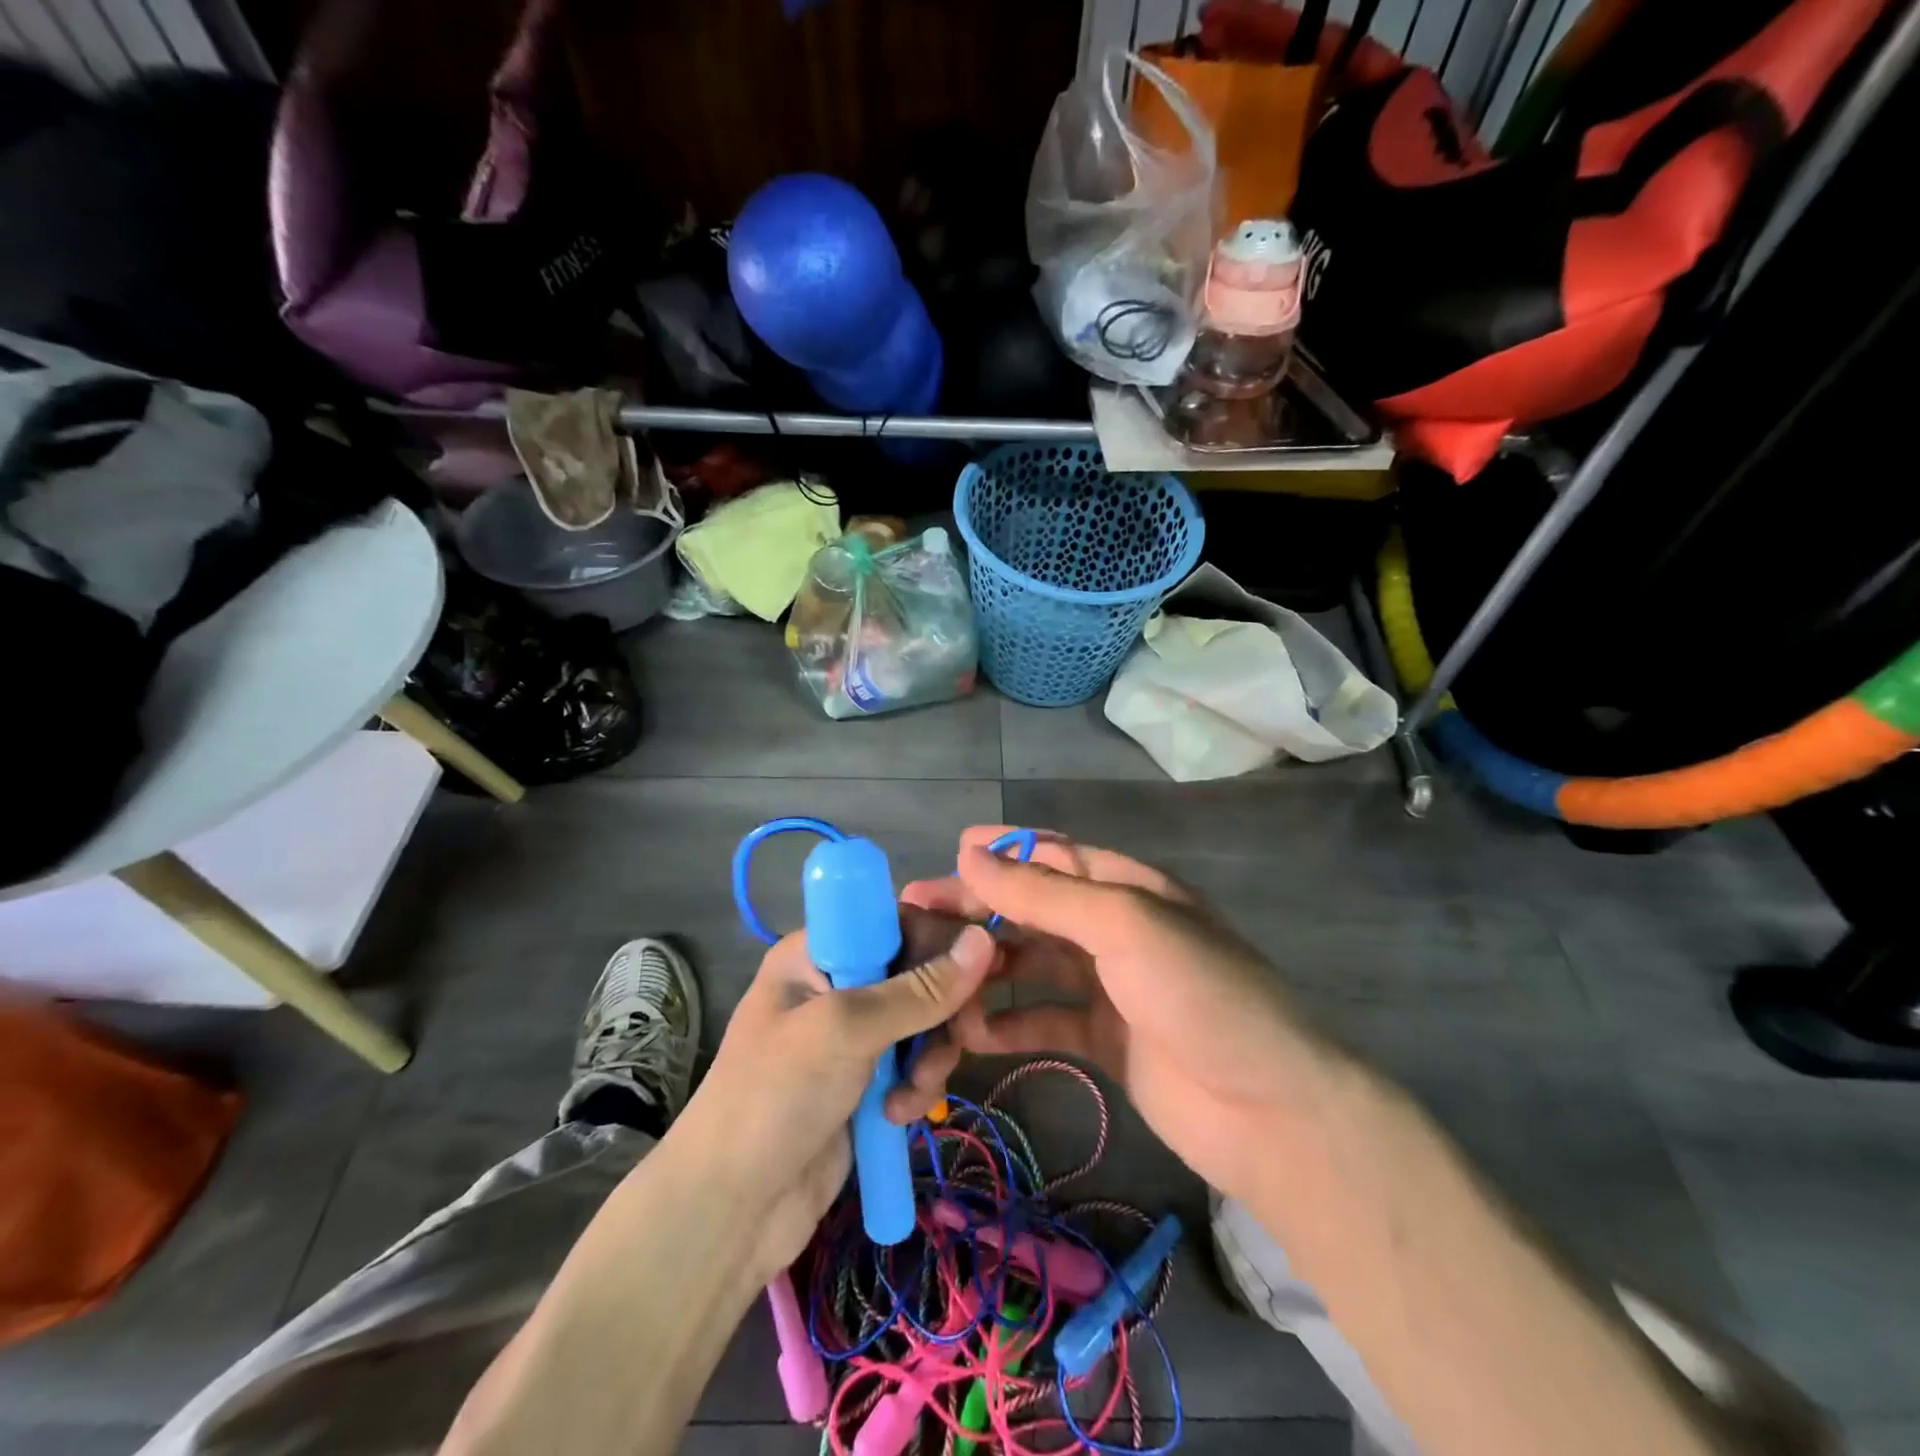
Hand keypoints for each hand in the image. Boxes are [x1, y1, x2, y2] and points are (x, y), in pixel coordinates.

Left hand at [668, 910, 994, 1280]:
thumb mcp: (845, 1030)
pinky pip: (915, 1064)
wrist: (730, 1211)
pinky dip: (917, 1086)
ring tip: (913, 1093)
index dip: (940, 938)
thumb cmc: (776, 1097)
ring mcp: (852, 1035)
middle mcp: (837, 983)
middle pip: (918, 971)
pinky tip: (898, 1115)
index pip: (895, 920)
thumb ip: (918, 989)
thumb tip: (984, 940)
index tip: (981, 968)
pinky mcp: (866, 1080)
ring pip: (924, 1021)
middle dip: (942, 1008)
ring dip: (931, 1055)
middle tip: (963, 1036)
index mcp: (818, 952)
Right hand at [902, 827, 1333, 1204]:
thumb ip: (1044, 892)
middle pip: (1034, 910)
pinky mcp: (1106, 1040)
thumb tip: (969, 852)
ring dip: (988, 969)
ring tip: (934, 978)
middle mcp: (1116, 930)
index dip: (1002, 851)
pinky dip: (1010, 1022)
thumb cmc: (1198, 994)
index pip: (1053, 855)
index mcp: (1127, 888)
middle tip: (915, 916)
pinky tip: (971, 1031)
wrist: (1270, 1110)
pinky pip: (1045, 1020)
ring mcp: (1111, 987)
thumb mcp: (1122, 924)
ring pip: (1034, 965)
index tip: (948, 852)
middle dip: (979, 911)